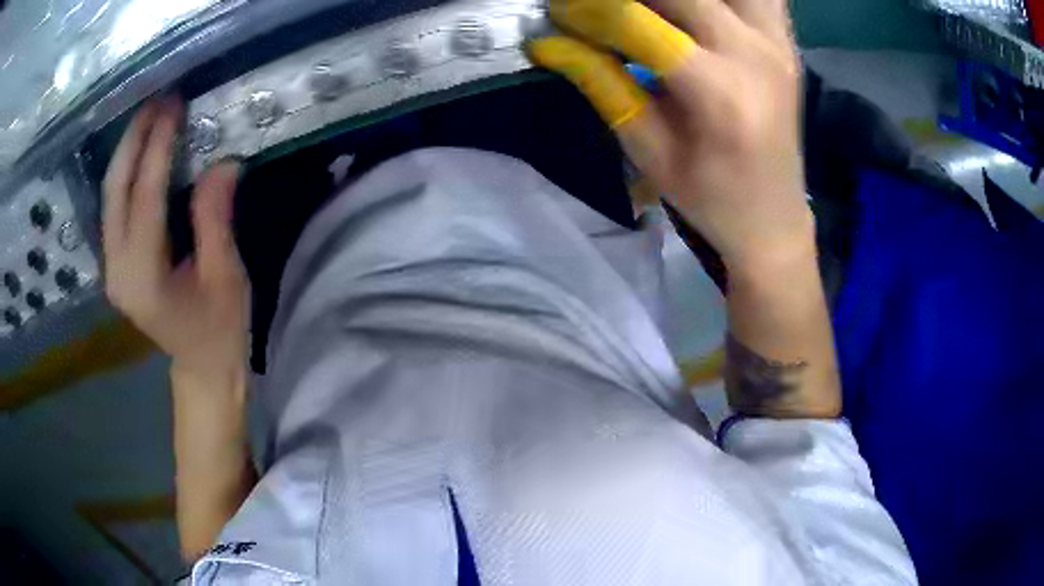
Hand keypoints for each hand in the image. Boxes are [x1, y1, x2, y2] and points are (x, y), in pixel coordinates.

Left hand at [103, 97, 249, 380]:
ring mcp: (111, 268)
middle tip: (158, 100)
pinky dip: (127, 173)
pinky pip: (115, 208)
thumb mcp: (225, 277)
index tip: (174, 106)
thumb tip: (222, 161)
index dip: (159, 147)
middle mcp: (117, 270)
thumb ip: (215, 219)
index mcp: (144, 278)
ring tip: (151, 116)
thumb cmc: (218, 330)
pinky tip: (143, 151)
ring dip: (128, 151)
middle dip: (134, 139)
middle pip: (115, 191)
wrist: (200, 367)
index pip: (145, 197)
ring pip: (109, 196)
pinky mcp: (115, 263)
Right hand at [530, 0, 812, 271]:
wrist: (773, 218)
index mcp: (719, 93)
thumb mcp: (648, 151)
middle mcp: (754, 54)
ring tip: (650, 11)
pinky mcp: (786, 41)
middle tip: (594, 7)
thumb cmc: (709, 197)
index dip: (588, 9)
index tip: (556, 11)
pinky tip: (699, 9)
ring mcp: (777, 42)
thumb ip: (603, 84)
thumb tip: (549, 42)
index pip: (638, 22)